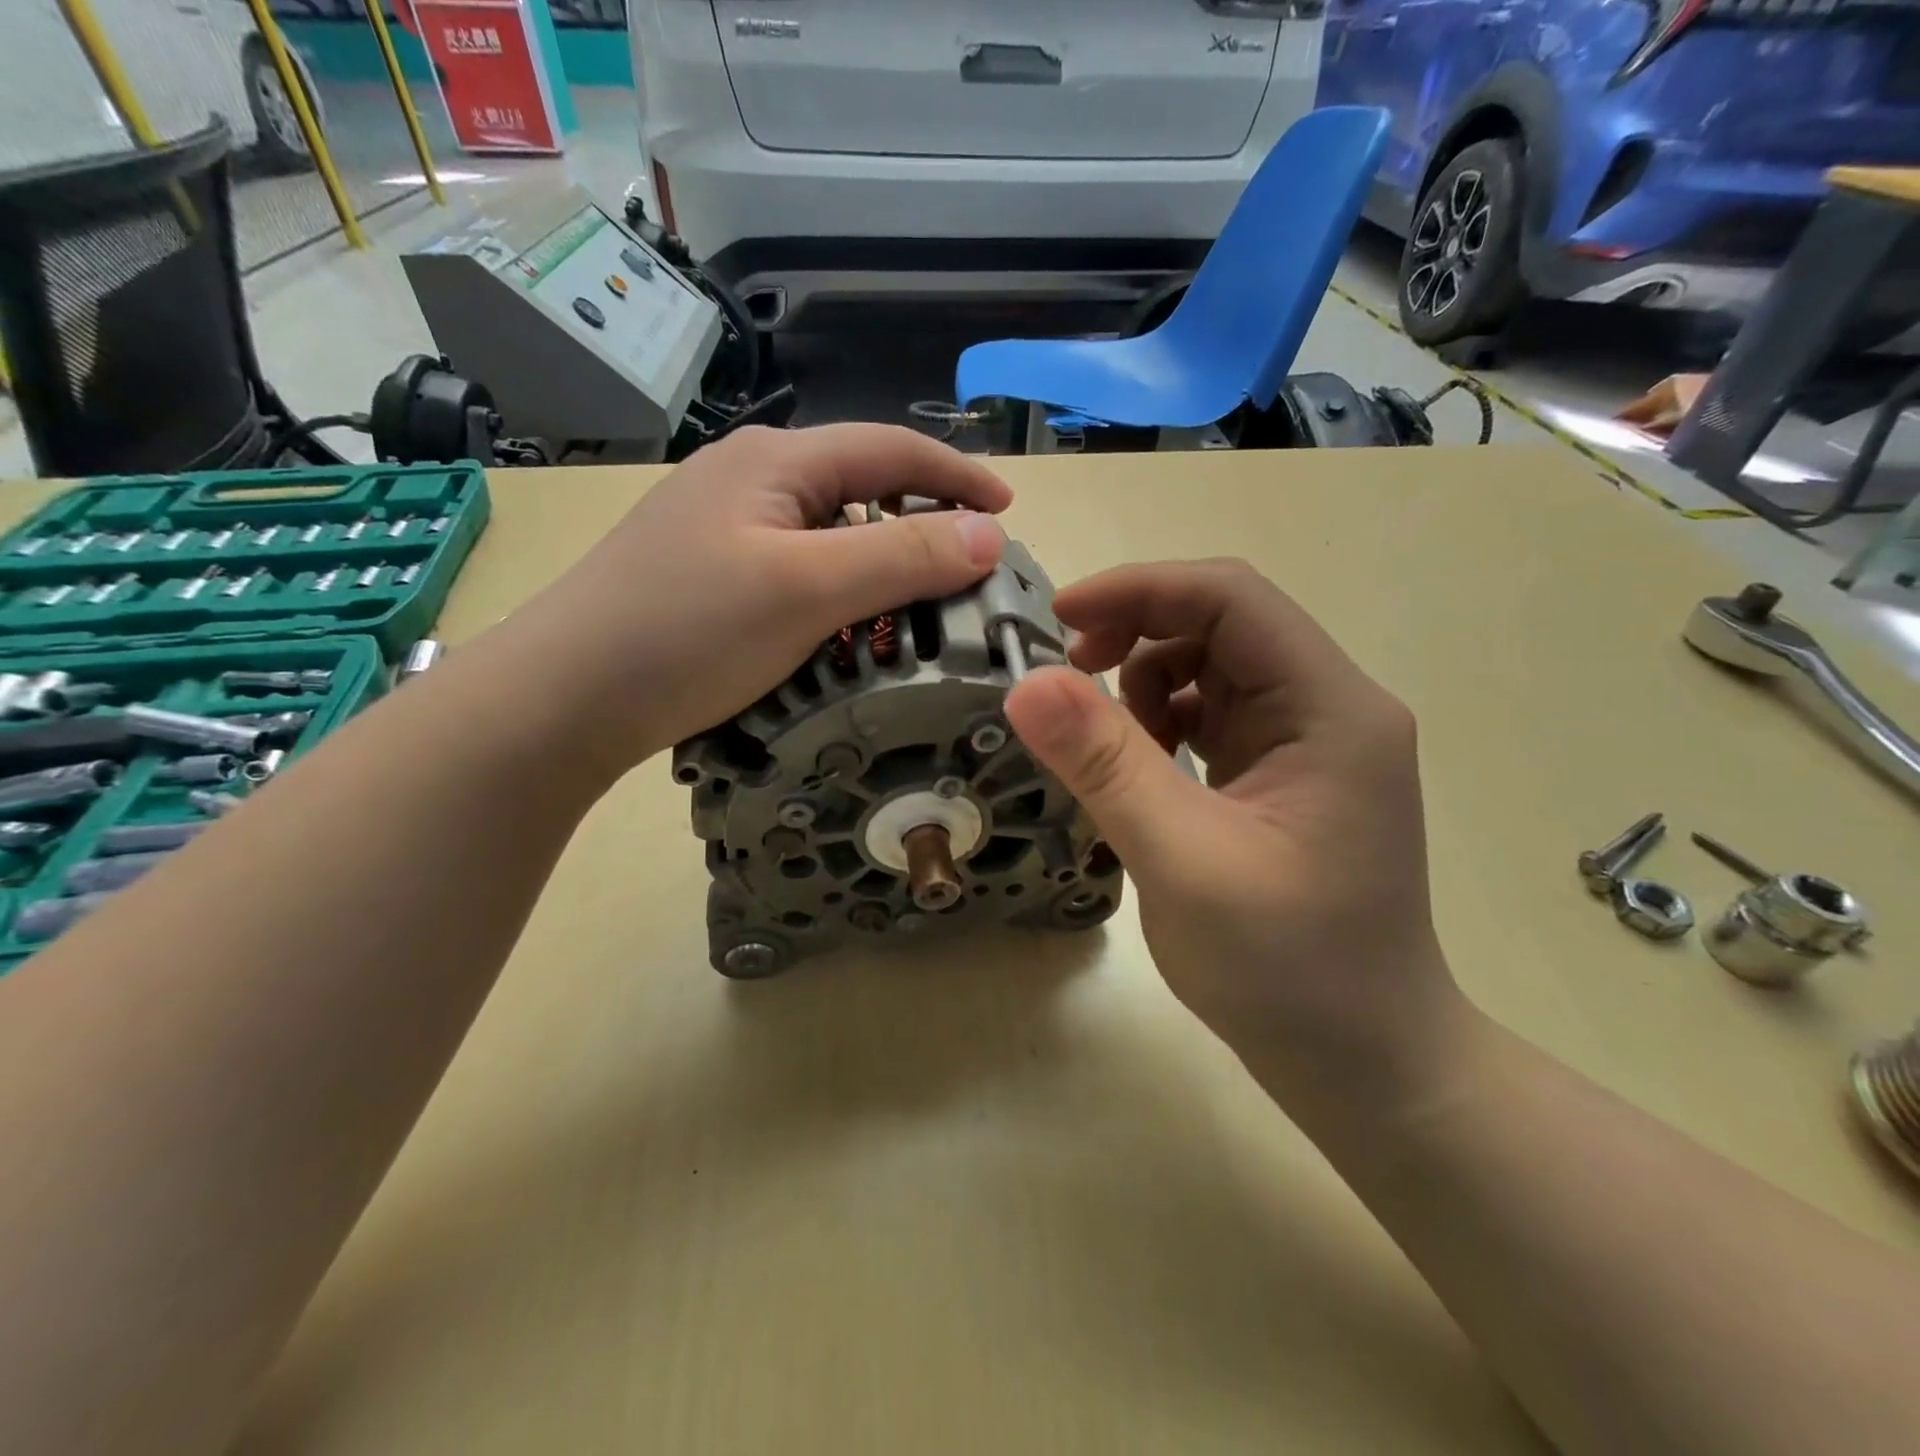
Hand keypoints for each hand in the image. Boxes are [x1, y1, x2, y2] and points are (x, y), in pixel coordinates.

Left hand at [485, 425, 1010, 775]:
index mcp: (776, 462)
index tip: (1008, 510)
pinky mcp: (708, 572)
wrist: (566, 695)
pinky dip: (838, 590)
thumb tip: (988, 535)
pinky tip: (845, 626)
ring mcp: (723, 526)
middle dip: (922, 522)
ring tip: (917, 607)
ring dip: (879, 562)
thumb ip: (902, 558)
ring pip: (828, 532)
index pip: (890, 450)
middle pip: (860, 487)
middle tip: (967, 572)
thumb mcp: (808, 591)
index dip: (955, 477)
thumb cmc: (689, 632)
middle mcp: (750, 478)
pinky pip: (797, 567)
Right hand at [1003, 560, 1465, 1110]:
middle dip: (1136, 634)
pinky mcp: (1285, 776)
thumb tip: (1028, 682)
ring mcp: (1310, 743)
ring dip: (1144, 685)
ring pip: (1211, 668)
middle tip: (1065, 679)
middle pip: (1222, 624)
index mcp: (1331, 709)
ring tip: (1107, 747)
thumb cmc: (1289, 972)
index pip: (1232, 597)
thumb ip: (1106, 766)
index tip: (1056, 620)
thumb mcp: (1184, 863)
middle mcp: (1330, 708)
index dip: (1139, 590)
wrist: (1366, 1065)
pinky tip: (1141, 772)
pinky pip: (1212, 716)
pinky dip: (1161, 725)